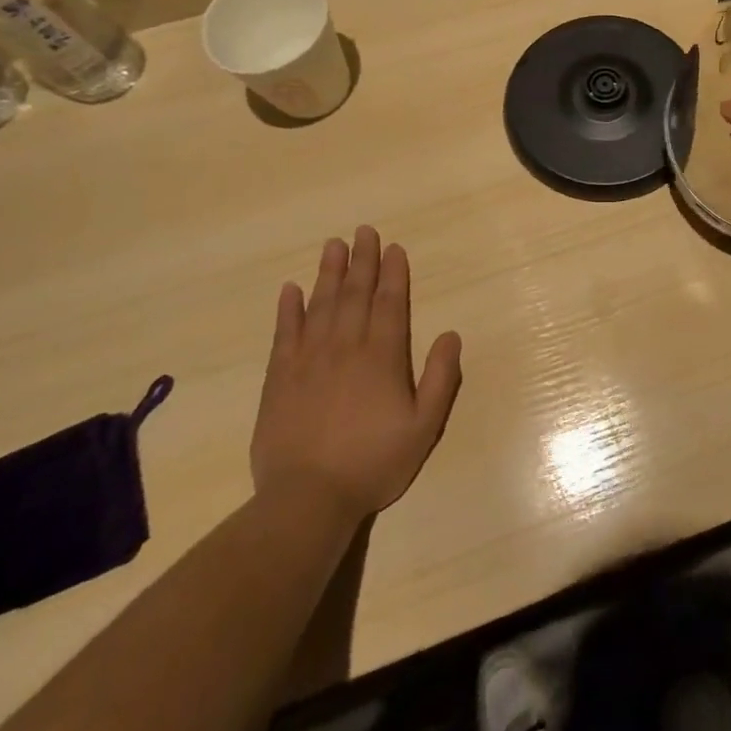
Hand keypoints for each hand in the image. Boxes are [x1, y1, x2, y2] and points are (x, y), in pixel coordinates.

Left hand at [251, 227, 462, 515]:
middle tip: (363, 231)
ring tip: (333, 245)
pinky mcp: (279, 378)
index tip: (393, 248)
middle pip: (355, 294)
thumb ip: (440, 378)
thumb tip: (451, 334)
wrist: (307, 499)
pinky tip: (290, 289)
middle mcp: (346, 347)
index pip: (389, 303)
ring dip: (328, 273)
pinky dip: (288, 309)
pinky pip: (284, 334)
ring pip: (321, 305)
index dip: (393, 273)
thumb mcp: (424, 426)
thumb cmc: (373, 463)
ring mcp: (308, 360)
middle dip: (362, 261)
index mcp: (382, 357)